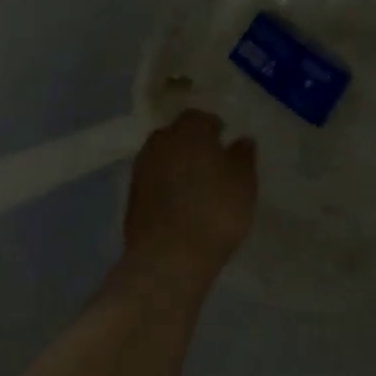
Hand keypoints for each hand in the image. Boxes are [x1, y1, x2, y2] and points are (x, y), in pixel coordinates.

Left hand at [122, 110, 257, 290]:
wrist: (169, 258)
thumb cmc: (216, 212)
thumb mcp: (244, 183)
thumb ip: (243, 157)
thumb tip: (241, 139)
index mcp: (189, 131)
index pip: (200, 117)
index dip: (213, 127)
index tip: (225, 141)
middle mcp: (160, 143)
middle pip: (176, 134)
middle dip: (191, 143)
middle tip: (210, 161)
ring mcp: (141, 170)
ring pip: (162, 157)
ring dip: (176, 164)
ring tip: (195, 185)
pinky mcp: (131, 197)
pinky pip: (153, 181)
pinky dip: (165, 186)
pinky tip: (179, 204)